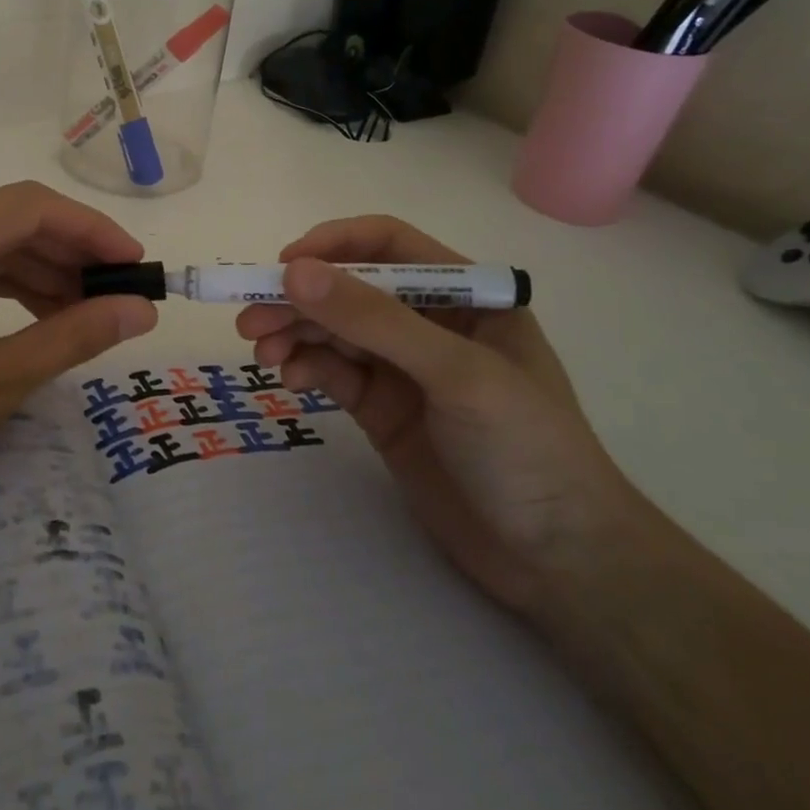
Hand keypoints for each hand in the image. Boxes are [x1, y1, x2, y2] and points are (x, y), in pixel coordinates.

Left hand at [0, 182, 157, 571]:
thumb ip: (74, 336)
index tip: (135, 264)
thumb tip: (142, 310)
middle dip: (66, 254)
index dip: (90, 230)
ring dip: (35, 272)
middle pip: (1, 223)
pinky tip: (36, 314)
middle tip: (118, 291)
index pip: (25, 208)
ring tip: (85, 309)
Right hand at [236, 215, 638, 613]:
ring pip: (333, 331)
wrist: (559, 562)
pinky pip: (333, 372)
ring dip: (294, 333)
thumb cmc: (527, 449)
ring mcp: (403, 368)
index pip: (387, 246)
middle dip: (300, 298)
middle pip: (349, 290)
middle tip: (250, 319)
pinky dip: (306, 368)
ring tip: (262, 351)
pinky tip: (291, 380)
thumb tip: (294, 272)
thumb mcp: (456, 374)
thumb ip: (375, 320)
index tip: (282, 266)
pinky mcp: (382, 409)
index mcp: (466, 295)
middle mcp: (430, 323)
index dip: (333, 246)